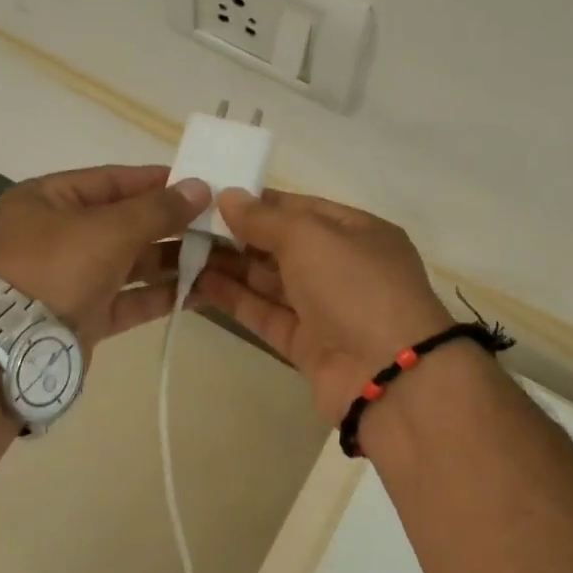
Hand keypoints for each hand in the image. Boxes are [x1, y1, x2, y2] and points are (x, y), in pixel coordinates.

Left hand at [0, 164, 211, 349]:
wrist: (13, 345)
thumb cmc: (57, 267)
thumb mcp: (110, 229)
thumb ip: (158, 209)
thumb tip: (201, 187)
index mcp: (49, 199)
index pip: (112, 180)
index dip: (158, 182)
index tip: (200, 185)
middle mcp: (57, 235)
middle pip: (124, 223)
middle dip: (171, 225)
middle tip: (218, 225)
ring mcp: (70, 278)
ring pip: (130, 264)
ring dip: (172, 261)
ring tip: (219, 258)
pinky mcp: (84, 316)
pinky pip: (129, 299)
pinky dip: (160, 295)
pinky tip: (200, 293)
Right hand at [193, 189, 455, 421]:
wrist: (388, 375)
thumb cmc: (356, 288)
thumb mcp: (311, 238)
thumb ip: (265, 219)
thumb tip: (227, 197)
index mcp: (358, 233)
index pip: (302, 209)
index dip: (259, 203)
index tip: (214, 198)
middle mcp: (343, 268)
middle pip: (283, 246)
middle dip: (238, 236)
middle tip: (188, 226)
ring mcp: (325, 309)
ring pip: (270, 282)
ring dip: (230, 267)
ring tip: (183, 252)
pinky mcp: (306, 345)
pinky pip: (266, 315)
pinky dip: (235, 300)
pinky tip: (199, 285)